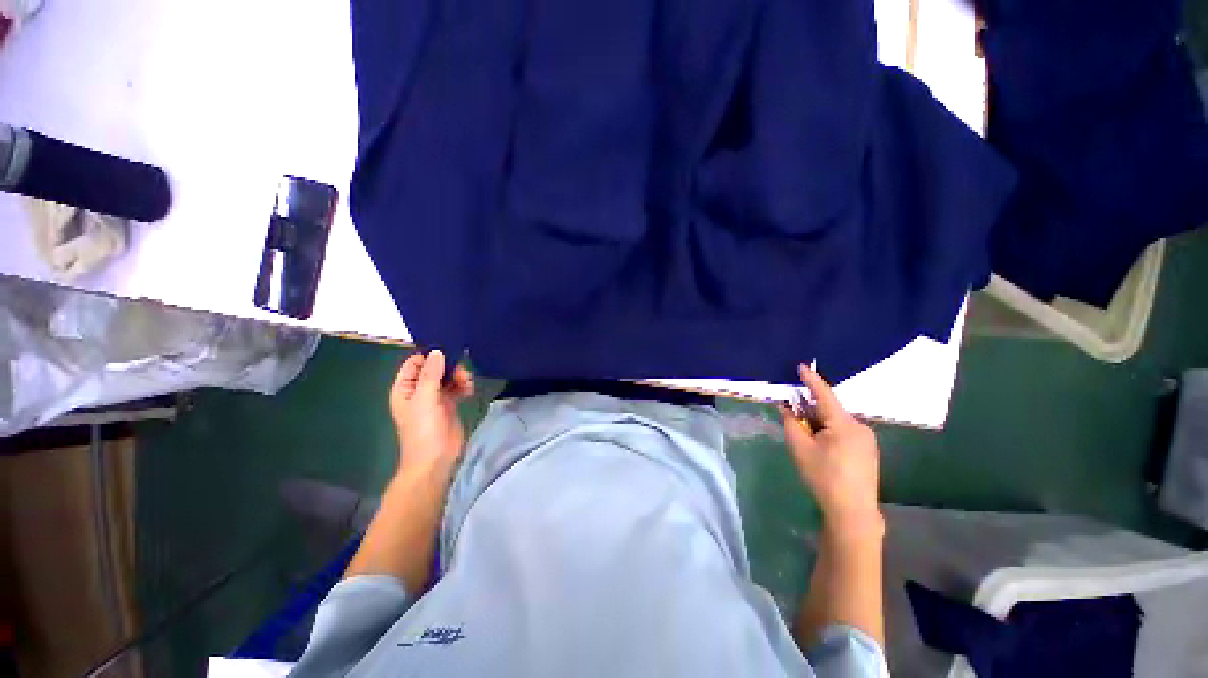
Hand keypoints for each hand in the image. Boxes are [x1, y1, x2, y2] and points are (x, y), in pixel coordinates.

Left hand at [389, 350, 473, 474]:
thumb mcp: (425, 399)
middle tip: (461, 372)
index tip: (448, 351)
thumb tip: (437, 351)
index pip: (415, 362)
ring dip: (459, 376)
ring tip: (467, 383)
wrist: (436, 459)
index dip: (430, 355)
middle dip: (449, 366)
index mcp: (405, 388)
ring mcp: (435, 397)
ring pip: (448, 377)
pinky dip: (464, 385)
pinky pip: (457, 387)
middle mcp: (419, 390)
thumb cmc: (423, 429)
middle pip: (435, 367)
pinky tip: (469, 390)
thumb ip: (431, 374)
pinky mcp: (449, 404)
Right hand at [780, 364, 882, 536]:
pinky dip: (828, 431)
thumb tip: (785, 406)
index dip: (811, 380)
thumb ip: (791, 423)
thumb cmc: (823, 476)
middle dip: (810, 409)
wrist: (852, 511)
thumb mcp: (800, 448)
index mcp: (844, 424)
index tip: (801, 366)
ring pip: (836, 421)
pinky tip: (820, 446)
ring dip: (819, 422)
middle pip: (829, 409)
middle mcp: (859, 427)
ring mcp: (867, 439)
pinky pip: (844, 431)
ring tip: (805, 436)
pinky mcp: (868, 450)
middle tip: (792, 415)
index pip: (824, 394)